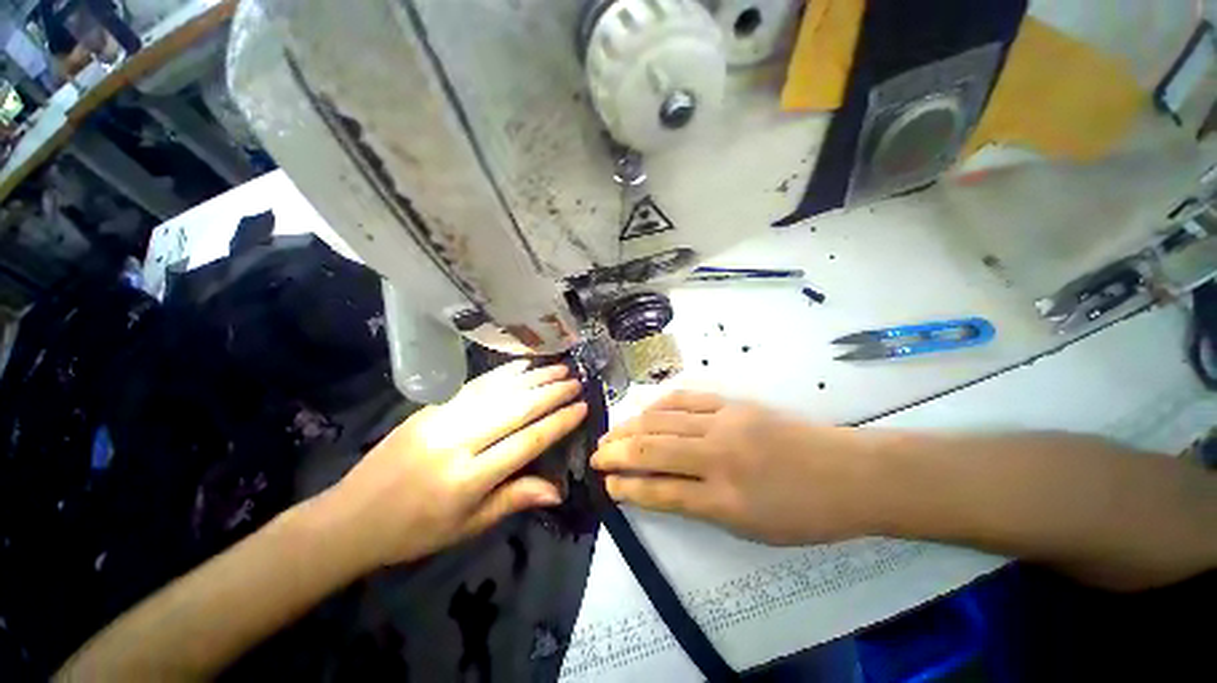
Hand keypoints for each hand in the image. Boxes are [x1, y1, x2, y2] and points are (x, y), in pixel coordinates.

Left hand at [321, 361, 587, 568]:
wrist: (352, 516)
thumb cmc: (415, 531)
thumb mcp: (468, 527)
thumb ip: (513, 500)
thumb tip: (557, 490)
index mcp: (468, 479)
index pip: (526, 442)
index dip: (558, 423)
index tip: (582, 407)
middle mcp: (457, 442)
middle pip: (516, 409)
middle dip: (551, 393)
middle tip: (576, 381)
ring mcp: (442, 419)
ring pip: (498, 390)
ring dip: (533, 377)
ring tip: (559, 367)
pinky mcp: (431, 408)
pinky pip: (475, 385)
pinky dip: (504, 373)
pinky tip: (523, 365)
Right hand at [591, 391, 877, 544]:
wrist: (848, 472)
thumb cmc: (804, 512)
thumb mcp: (751, 527)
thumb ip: (702, 506)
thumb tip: (660, 490)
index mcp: (724, 499)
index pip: (660, 491)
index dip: (628, 488)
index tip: (607, 484)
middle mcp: (717, 457)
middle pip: (652, 450)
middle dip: (617, 453)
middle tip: (596, 453)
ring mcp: (724, 423)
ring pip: (662, 421)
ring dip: (630, 427)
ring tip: (610, 432)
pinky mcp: (732, 403)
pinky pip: (685, 399)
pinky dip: (659, 405)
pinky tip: (645, 411)